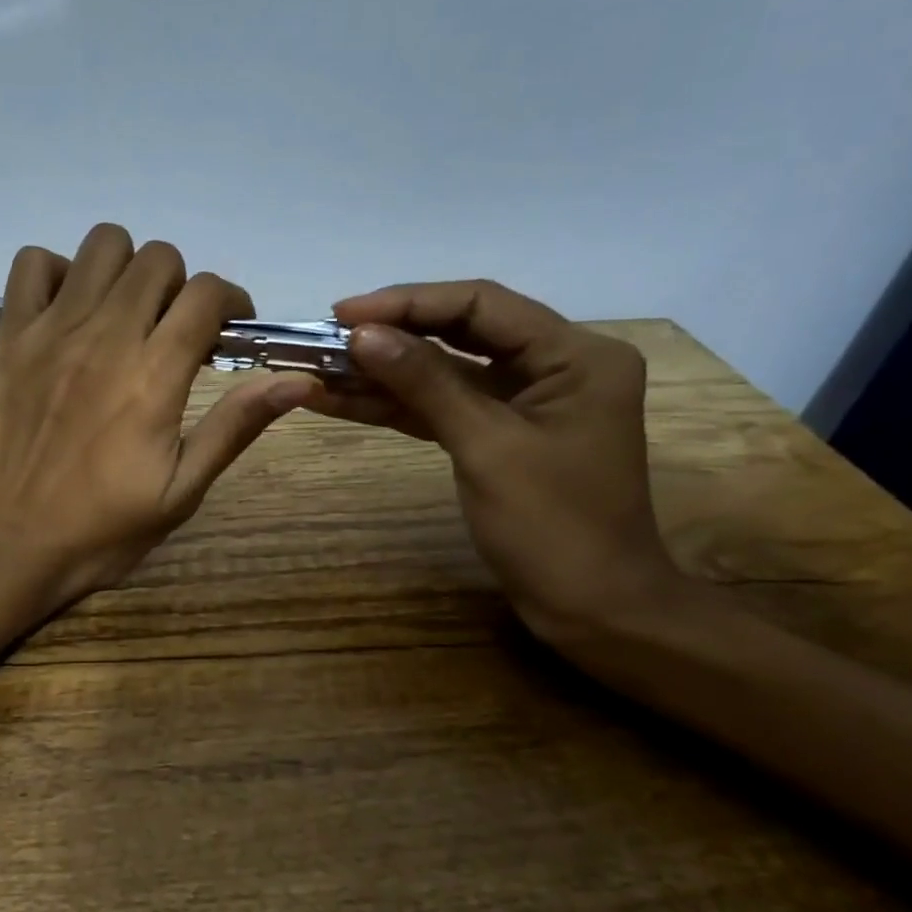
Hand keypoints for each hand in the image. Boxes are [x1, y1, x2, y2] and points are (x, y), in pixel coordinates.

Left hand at [0, 224, 319, 612]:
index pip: (206, 294)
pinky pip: (32, 264)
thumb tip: (299, 380)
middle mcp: (104, 337)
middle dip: (181, 286)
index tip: (230, 331)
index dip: (231, 302)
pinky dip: (58, 273)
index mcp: (153, 376)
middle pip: (158, 260)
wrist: (12, 546)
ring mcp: (50, 331)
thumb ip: (235, 426)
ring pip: (102, 245)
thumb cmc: (104, 529)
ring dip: (127, 270)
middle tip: (176, 329)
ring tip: (126, 314)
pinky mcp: (9, 338)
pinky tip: (70, 312)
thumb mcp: (182, 490)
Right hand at [304, 280, 683, 650]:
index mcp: (575, 354)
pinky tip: (342, 400)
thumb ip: (425, 383)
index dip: (408, 302)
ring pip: (444, 371)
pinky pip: (442, 406)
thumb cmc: (553, 527)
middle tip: (325, 336)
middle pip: (460, 331)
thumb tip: (362, 335)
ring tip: (319, 367)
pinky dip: (396, 405)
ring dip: (384, 372)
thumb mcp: (485, 447)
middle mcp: (554, 364)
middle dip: (391, 334)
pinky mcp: (499, 432)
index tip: (343, 313)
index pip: (481, 304)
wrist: (591, 609)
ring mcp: (524, 400)